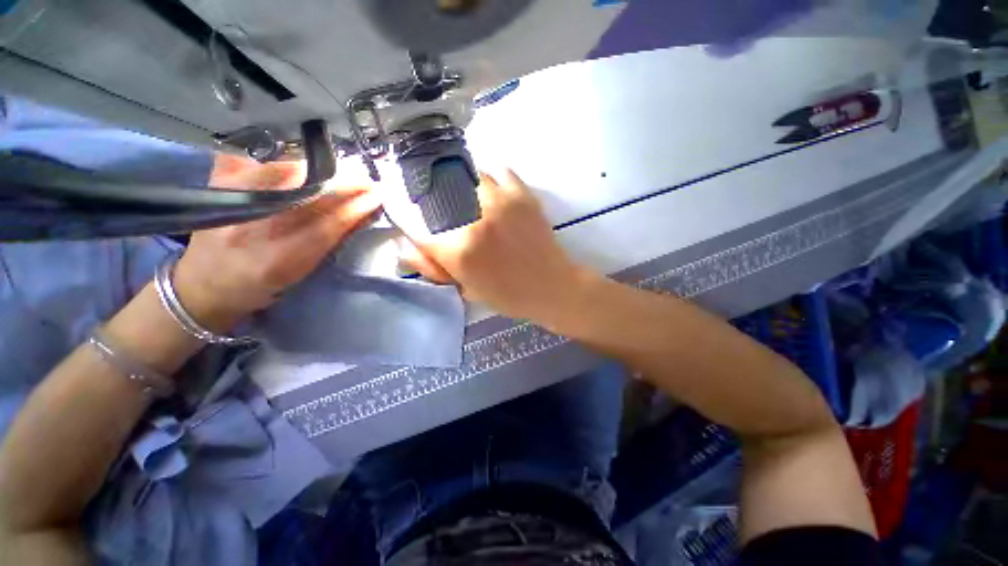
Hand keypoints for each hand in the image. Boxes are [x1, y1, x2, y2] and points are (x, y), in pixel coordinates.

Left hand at [172, 157, 380, 331]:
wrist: (203, 284)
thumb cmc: (258, 287)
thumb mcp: (298, 274)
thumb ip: (326, 244)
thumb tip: (358, 214)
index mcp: (276, 261)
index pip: (325, 227)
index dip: (354, 209)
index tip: (376, 196)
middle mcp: (251, 230)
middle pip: (305, 196)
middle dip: (341, 184)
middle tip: (366, 179)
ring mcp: (230, 203)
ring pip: (283, 175)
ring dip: (319, 170)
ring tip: (343, 170)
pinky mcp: (216, 186)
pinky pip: (257, 163)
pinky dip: (286, 162)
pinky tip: (305, 163)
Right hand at [402, 169, 593, 323]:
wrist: (552, 286)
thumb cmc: (509, 296)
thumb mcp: (466, 289)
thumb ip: (433, 267)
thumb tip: (405, 246)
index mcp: (459, 250)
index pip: (416, 228)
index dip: (410, 225)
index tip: (412, 223)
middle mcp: (475, 219)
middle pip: (437, 195)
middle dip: (433, 204)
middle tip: (443, 214)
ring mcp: (500, 201)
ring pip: (465, 175)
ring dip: (461, 187)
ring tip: (467, 200)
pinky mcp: (522, 194)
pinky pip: (498, 169)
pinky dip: (489, 177)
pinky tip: (489, 189)